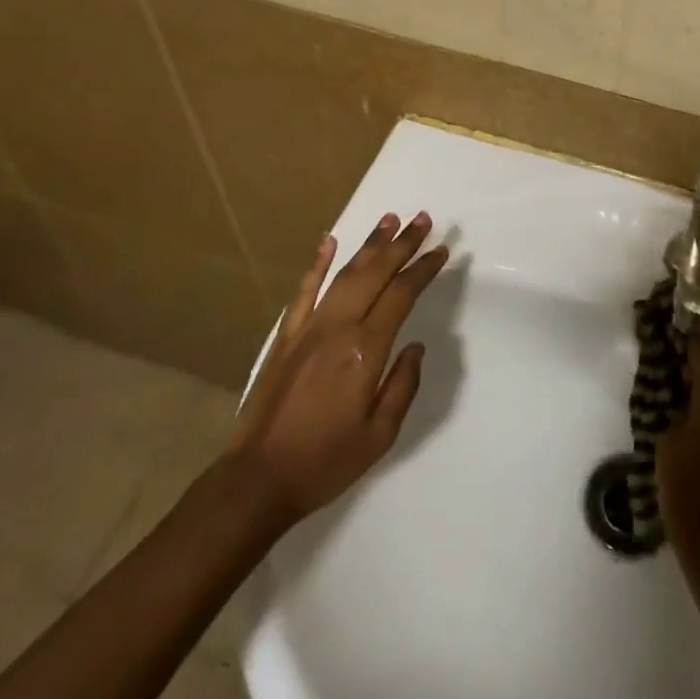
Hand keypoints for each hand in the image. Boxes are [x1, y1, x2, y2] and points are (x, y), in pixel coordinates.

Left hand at [229, 212, 447, 532]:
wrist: (258, 479)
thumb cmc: (326, 461)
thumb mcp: (381, 434)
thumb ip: (403, 385)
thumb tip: (415, 346)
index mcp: (365, 350)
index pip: (401, 295)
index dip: (423, 269)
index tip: (441, 250)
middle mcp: (338, 328)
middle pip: (375, 273)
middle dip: (402, 244)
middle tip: (423, 219)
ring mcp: (308, 327)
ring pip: (344, 274)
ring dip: (369, 245)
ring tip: (389, 220)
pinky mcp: (286, 336)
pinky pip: (304, 291)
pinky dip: (317, 264)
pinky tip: (328, 241)